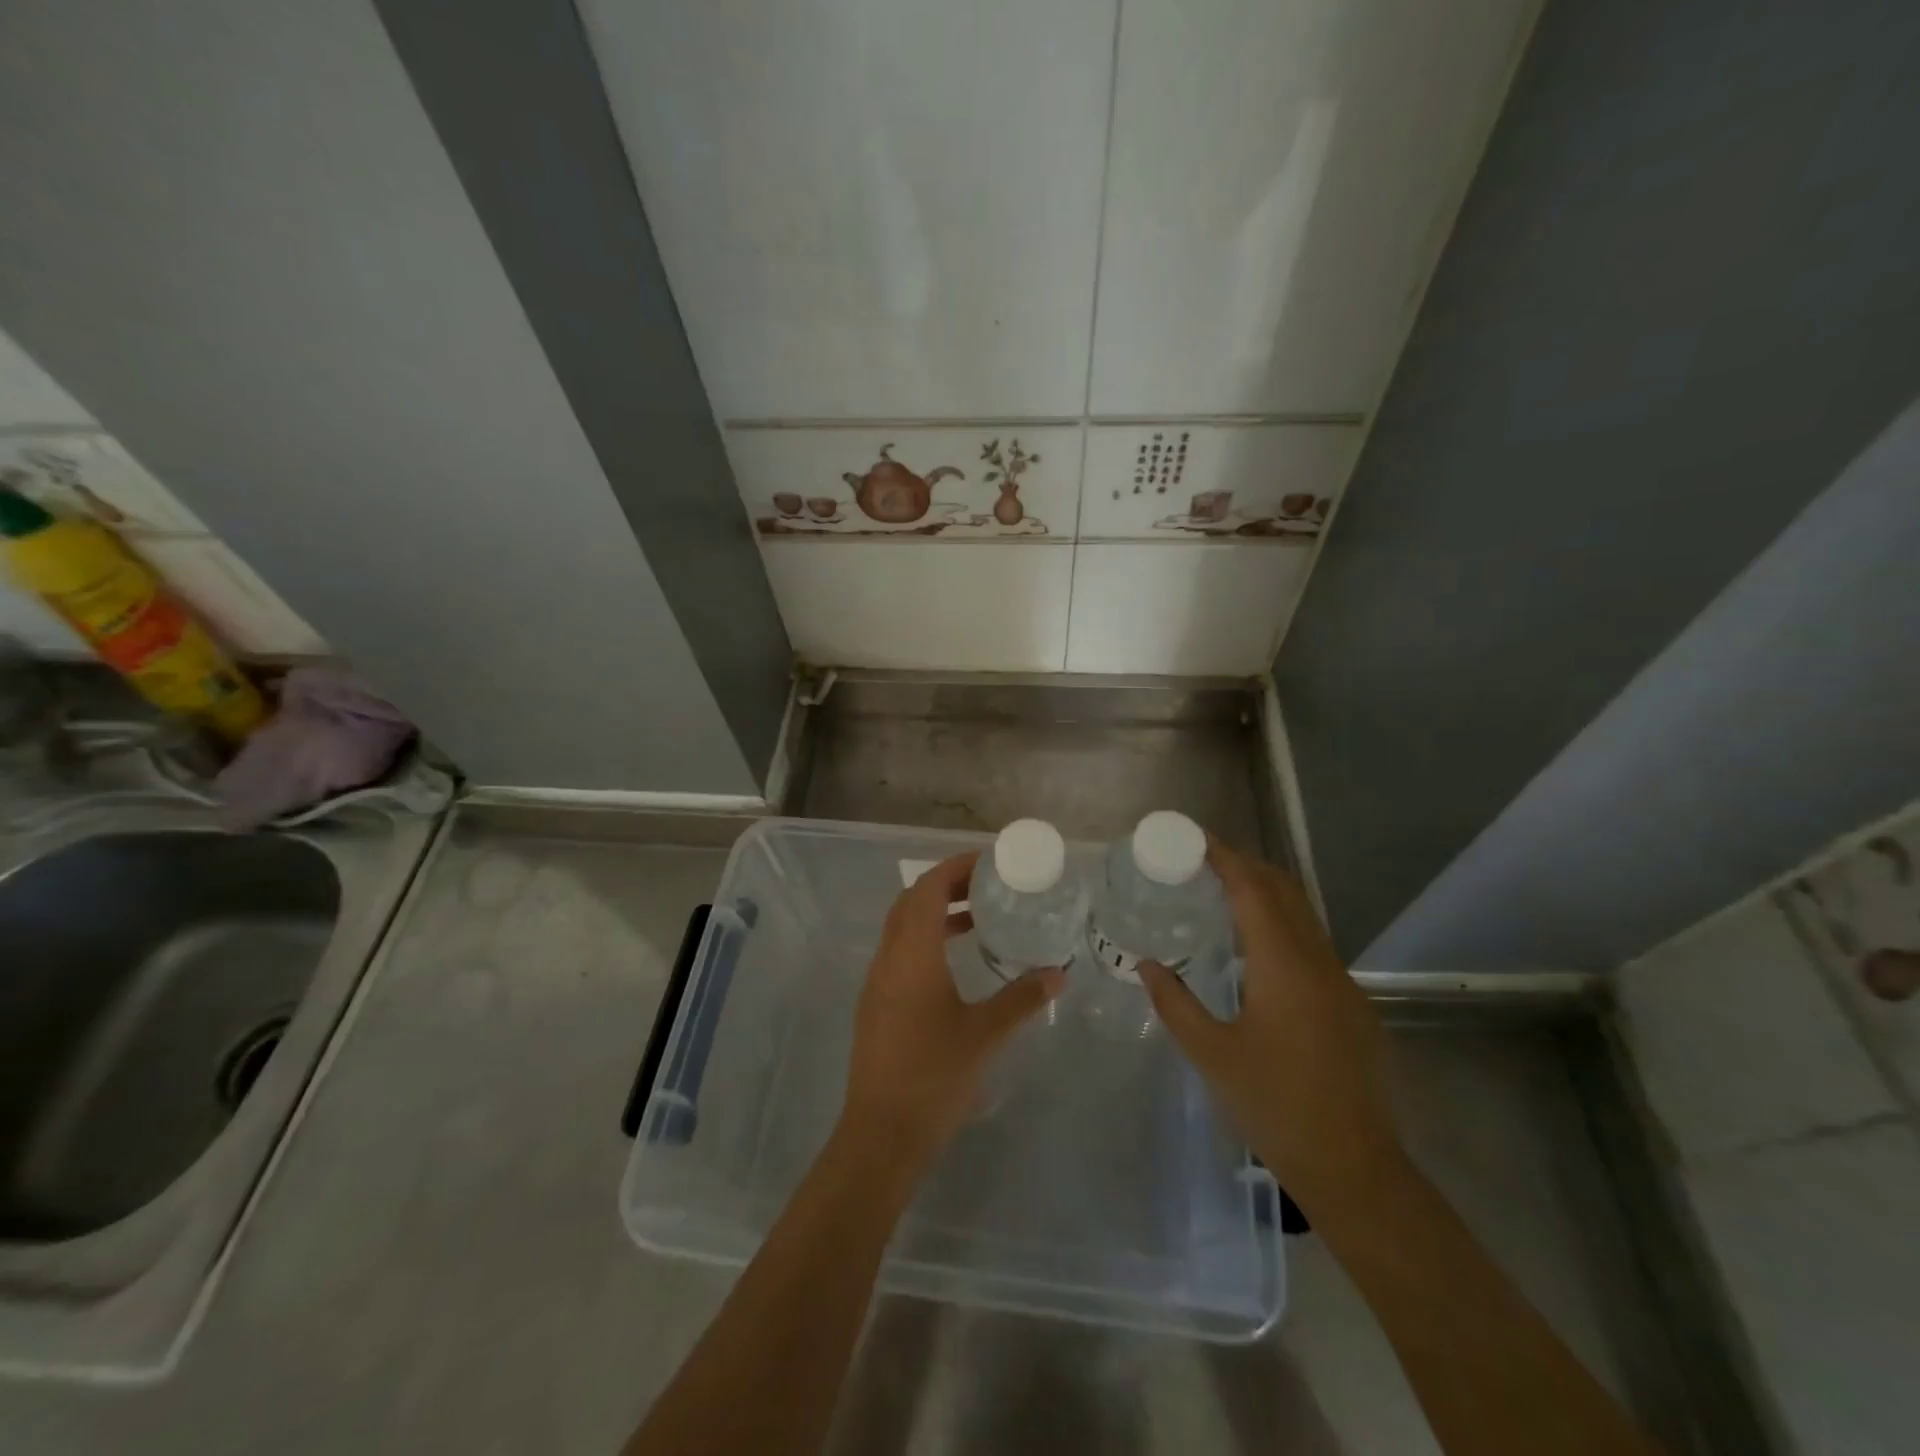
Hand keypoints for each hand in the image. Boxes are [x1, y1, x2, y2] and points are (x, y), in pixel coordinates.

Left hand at [838, 852, 1063, 1175]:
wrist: (882, 1133)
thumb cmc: (935, 1076)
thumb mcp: (985, 1034)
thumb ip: (1022, 999)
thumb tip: (1057, 973)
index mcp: (912, 954)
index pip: (927, 889)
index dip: (954, 868)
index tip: (987, 863)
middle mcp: (888, 958)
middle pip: (911, 902)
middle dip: (945, 885)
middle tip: (986, 886)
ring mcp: (877, 982)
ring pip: (902, 928)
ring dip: (934, 914)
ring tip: (976, 919)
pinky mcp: (875, 1005)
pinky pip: (899, 952)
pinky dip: (925, 940)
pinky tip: (954, 963)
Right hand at [1141, 838, 1405, 1218]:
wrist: (1355, 1167)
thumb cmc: (1276, 1106)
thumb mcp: (1212, 1055)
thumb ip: (1175, 1003)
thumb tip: (1147, 965)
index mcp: (1283, 966)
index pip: (1253, 889)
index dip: (1224, 857)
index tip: (1195, 839)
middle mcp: (1318, 962)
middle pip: (1284, 890)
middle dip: (1246, 865)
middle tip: (1203, 860)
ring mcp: (1342, 983)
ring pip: (1303, 916)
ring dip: (1266, 894)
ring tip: (1223, 894)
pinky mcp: (1352, 1005)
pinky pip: (1312, 945)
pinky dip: (1281, 926)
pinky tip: (1256, 952)